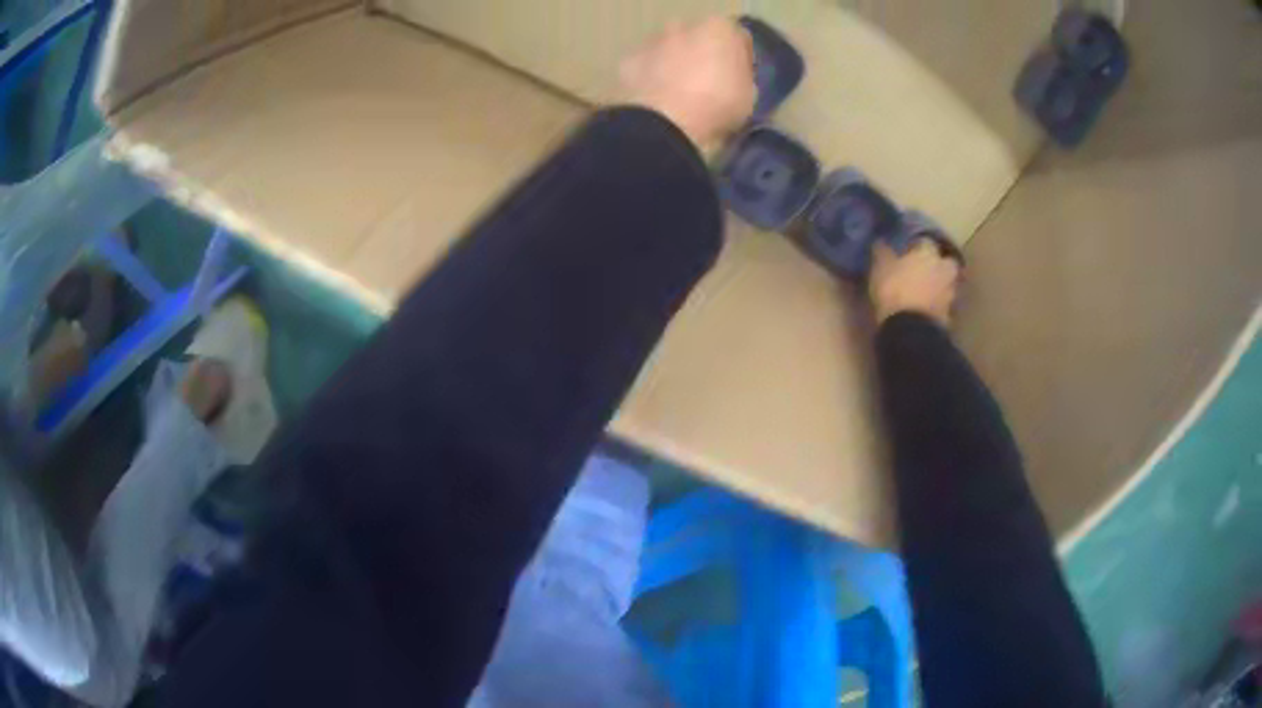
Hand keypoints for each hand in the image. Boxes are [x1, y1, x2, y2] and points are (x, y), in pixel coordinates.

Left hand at [620, 17, 756, 152]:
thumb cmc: (717, 105)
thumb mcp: (749, 94)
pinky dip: (649, 80)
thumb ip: (741, 76)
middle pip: (697, 39)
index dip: (739, 59)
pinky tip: (655, 102)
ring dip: (673, 65)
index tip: (738, 80)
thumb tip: (733, 77)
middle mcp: (683, 26)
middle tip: (708, 86)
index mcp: (719, 29)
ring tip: (678, 97)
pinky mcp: (627, 62)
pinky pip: (644, 69)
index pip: (736, 38)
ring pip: (667, 50)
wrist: (665, 123)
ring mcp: (651, 42)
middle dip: (702, 56)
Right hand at [869, 240, 962, 327]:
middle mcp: (943, 269)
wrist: (910, 329)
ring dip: (940, 285)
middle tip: (926, 270)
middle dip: (939, 264)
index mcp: (928, 253)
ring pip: (948, 283)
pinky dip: (938, 304)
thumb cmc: (894, 291)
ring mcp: (949, 293)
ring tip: (927, 291)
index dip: (917, 246)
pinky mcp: (949, 315)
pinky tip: (927, 308)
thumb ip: (883, 252)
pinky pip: (944, 304)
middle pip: (946, 262)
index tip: (908, 252)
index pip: (926, 242)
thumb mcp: (881, 268)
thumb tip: (882, 241)